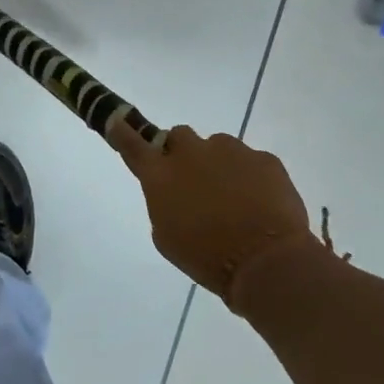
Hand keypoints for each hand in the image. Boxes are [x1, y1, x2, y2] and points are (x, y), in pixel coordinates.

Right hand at [108, 121, 322, 307]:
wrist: (266, 263)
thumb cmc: (207, 258)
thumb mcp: (167, 237)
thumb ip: (163, 202)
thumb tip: (171, 190)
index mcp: (161, 175)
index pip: (132, 144)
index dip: (123, 131)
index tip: (117, 121)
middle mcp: (191, 153)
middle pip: (179, 136)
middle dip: (182, 153)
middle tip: (194, 182)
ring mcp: (231, 151)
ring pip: (218, 147)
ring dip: (218, 165)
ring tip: (234, 199)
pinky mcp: (264, 159)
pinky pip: (251, 161)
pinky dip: (250, 177)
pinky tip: (259, 205)